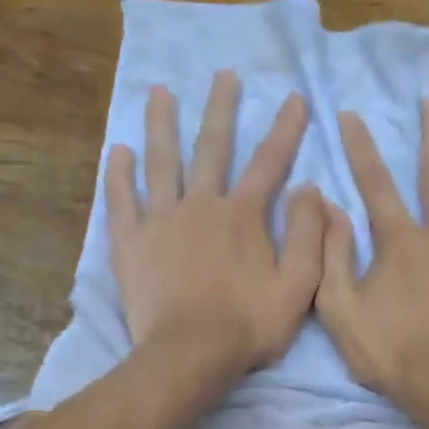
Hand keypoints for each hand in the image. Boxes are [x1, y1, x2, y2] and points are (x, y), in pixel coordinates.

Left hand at [107, 71, 323, 380]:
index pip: (270, 162)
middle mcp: (201, 205)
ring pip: (161, 161)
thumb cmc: (249, 325)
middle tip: (222, 74)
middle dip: (220, 108)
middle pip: (212, 147)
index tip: (295, 98)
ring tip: (158, 92)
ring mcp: (161, 220)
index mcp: (244, 215)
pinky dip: (119, 174)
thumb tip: (311, 189)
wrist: (190, 354)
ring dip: (161, 124)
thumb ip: (309, 235)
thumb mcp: (299, 286)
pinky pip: (122, 200)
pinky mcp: (131, 242)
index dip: (285, 129)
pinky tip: (118, 150)